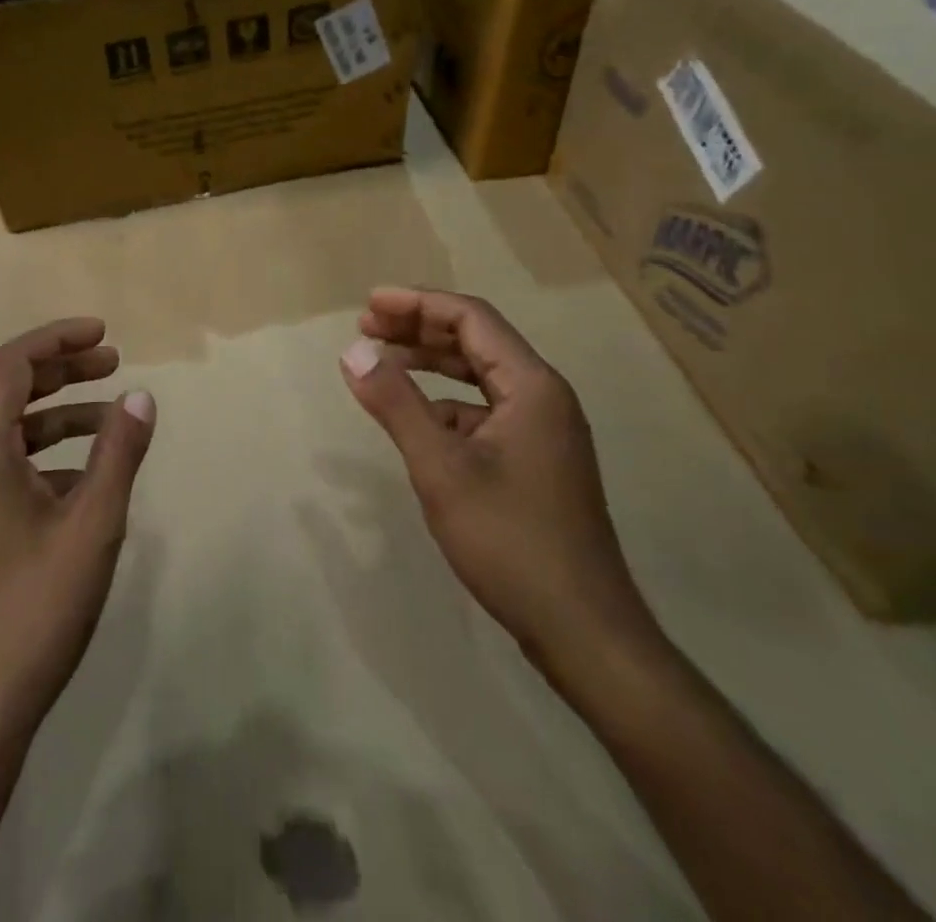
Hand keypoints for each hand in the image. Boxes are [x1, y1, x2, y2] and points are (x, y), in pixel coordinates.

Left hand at [0, 317, 155, 758]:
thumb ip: (118, 456)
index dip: (58, 340)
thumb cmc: (32, 612)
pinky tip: (86, 486)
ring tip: (112, 421)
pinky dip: (48, 463)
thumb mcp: (91, 528)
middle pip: (10, 396)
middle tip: (115, 364)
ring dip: (60, 420)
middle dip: (64, 373)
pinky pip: (7, 476)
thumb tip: (141, 397)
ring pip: (11, 439)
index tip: (104, 335)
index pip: (12, 366)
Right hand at [339, 287, 658, 679]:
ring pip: (478, 376)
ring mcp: (542, 432)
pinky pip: (482, 411)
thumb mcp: (440, 468)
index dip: (416, 303)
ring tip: (381, 362)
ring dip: (429, 363)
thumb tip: (353, 350)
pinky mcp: (534, 461)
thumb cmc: (510, 540)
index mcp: (532, 386)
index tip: (368, 305)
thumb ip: (395, 404)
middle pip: (475, 341)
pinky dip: (444, 403)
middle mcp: (543, 398)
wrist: (582, 631)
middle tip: (366, 327)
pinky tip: (414, 420)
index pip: (471, 318)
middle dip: (418, 329)